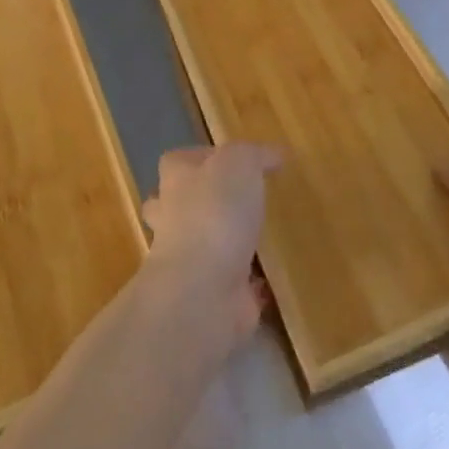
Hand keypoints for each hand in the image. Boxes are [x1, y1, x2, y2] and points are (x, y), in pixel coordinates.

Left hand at [141, 142, 280, 343]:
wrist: (203, 288)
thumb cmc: (215, 212)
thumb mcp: (239, 163)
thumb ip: (255, 155)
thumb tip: (274, 154)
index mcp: (177, 182)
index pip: (177, 161)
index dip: (199, 157)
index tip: (228, 161)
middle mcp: (174, 219)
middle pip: (176, 205)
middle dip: (198, 203)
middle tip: (233, 200)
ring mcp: (188, 260)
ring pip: (200, 244)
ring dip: (223, 242)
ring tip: (256, 236)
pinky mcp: (209, 294)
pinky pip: (229, 282)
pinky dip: (245, 282)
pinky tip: (269, 278)